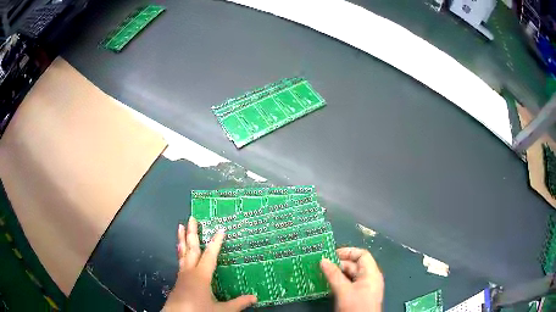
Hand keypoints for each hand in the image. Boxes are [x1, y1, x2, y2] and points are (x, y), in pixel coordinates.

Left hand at [163, 217, 256, 311]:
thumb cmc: (199, 311)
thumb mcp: (221, 310)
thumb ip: (238, 303)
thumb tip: (255, 297)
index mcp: (201, 275)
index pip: (210, 255)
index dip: (216, 242)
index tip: (221, 229)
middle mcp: (190, 271)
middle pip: (191, 248)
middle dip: (192, 233)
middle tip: (192, 218)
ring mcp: (182, 275)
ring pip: (182, 253)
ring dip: (182, 239)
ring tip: (180, 226)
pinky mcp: (178, 280)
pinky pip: (180, 261)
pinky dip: (180, 252)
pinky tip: (181, 253)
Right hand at [320, 247, 383, 311]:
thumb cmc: (356, 306)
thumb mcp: (343, 290)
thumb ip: (333, 275)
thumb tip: (323, 260)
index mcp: (371, 272)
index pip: (362, 254)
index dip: (347, 252)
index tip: (331, 254)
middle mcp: (370, 277)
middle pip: (355, 265)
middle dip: (338, 264)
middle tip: (321, 266)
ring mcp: (365, 287)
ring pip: (351, 275)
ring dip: (337, 274)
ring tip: (322, 274)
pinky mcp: (360, 295)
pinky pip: (349, 284)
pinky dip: (339, 282)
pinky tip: (328, 285)